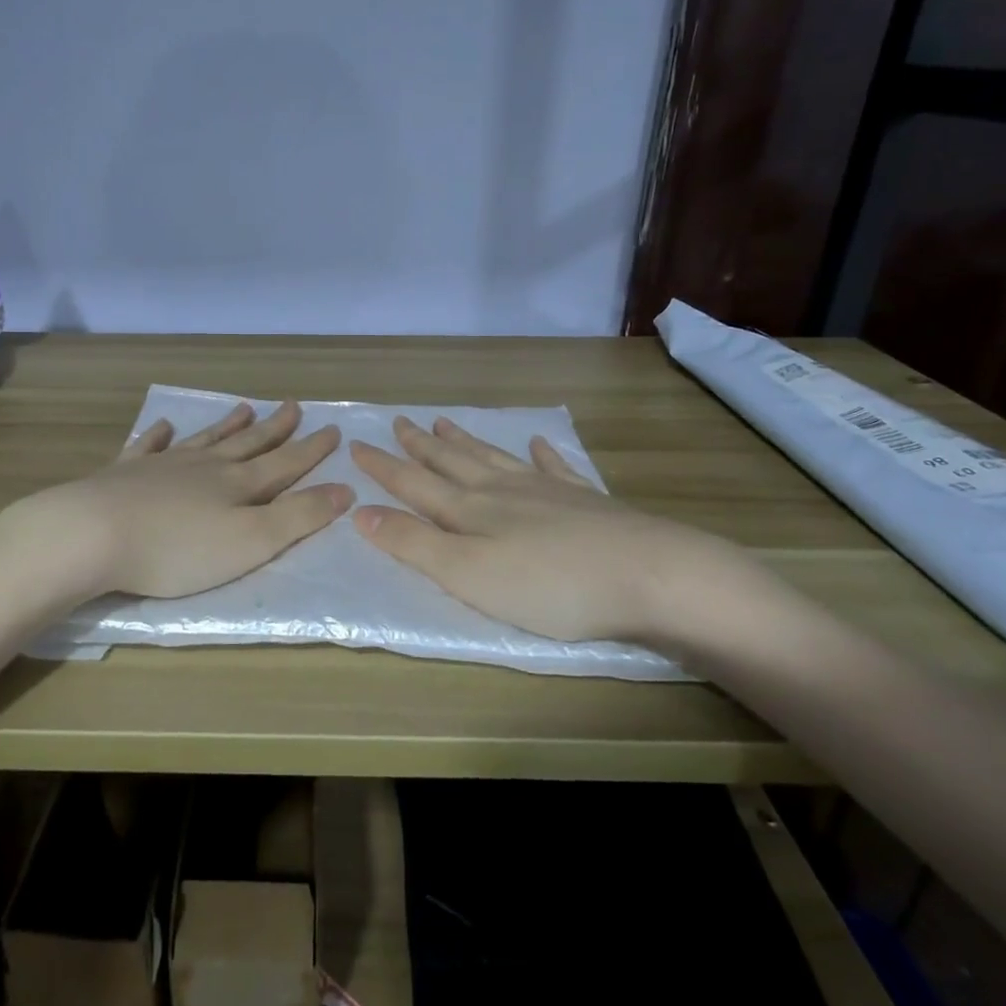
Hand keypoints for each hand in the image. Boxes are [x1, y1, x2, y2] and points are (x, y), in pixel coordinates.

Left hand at [13, 400, 352, 601]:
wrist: (94, 534)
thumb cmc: (178, 549)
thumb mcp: (252, 542)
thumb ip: (299, 517)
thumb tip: (345, 489)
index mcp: (238, 485)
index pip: (285, 463)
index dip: (312, 450)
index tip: (333, 429)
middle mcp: (205, 467)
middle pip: (247, 444)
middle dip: (275, 428)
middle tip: (293, 405)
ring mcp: (163, 466)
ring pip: (204, 440)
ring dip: (226, 425)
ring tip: (243, 407)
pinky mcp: (125, 473)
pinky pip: (148, 447)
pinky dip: (159, 436)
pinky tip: (164, 426)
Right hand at [350, 415, 746, 647]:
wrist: (649, 574)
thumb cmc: (548, 585)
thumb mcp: (467, 574)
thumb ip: (414, 544)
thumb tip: (360, 513)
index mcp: (470, 510)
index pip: (413, 483)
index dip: (383, 467)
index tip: (356, 445)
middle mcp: (502, 490)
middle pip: (452, 462)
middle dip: (421, 445)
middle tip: (400, 421)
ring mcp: (547, 491)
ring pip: (495, 458)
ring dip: (466, 441)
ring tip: (444, 423)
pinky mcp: (587, 501)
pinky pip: (556, 468)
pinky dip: (543, 454)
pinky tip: (539, 442)